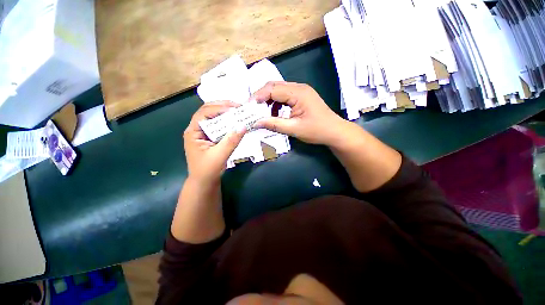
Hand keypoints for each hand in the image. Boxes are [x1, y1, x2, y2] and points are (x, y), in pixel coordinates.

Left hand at [183, 101, 245, 184]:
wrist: (204, 183)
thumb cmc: (207, 171)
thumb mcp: (220, 156)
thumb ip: (231, 141)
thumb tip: (243, 126)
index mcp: (193, 132)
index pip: (204, 113)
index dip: (219, 108)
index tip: (235, 109)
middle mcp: (197, 129)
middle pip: (208, 111)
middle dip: (223, 106)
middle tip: (239, 106)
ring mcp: (203, 133)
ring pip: (214, 117)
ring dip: (226, 113)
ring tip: (239, 111)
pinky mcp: (210, 138)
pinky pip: (219, 125)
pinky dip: (228, 121)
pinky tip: (236, 121)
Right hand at [252, 81, 346, 145]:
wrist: (334, 132)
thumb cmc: (317, 130)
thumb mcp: (294, 129)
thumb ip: (274, 125)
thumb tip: (255, 122)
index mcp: (298, 93)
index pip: (272, 89)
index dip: (258, 97)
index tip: (247, 108)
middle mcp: (298, 87)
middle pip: (274, 86)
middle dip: (261, 97)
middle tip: (252, 110)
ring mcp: (300, 91)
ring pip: (278, 91)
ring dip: (268, 101)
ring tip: (262, 113)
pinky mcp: (301, 97)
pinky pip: (284, 97)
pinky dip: (276, 104)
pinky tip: (274, 114)